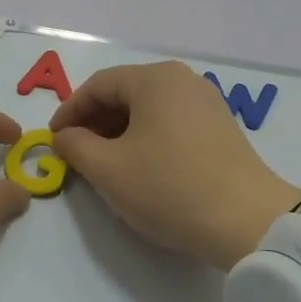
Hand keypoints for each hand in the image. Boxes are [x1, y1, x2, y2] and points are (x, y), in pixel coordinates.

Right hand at [50, 61, 300, 271]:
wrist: (247, 222)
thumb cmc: (169, 187)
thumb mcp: (108, 169)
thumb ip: (75, 147)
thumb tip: (64, 137)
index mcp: (155, 79)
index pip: (98, 85)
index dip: (69, 111)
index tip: (53, 140)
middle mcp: (184, 81)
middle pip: (125, 93)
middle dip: (94, 122)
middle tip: (75, 154)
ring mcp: (207, 104)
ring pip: (148, 110)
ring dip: (119, 133)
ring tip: (103, 165)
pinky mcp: (221, 129)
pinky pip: (171, 123)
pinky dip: (146, 139)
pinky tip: (139, 168)